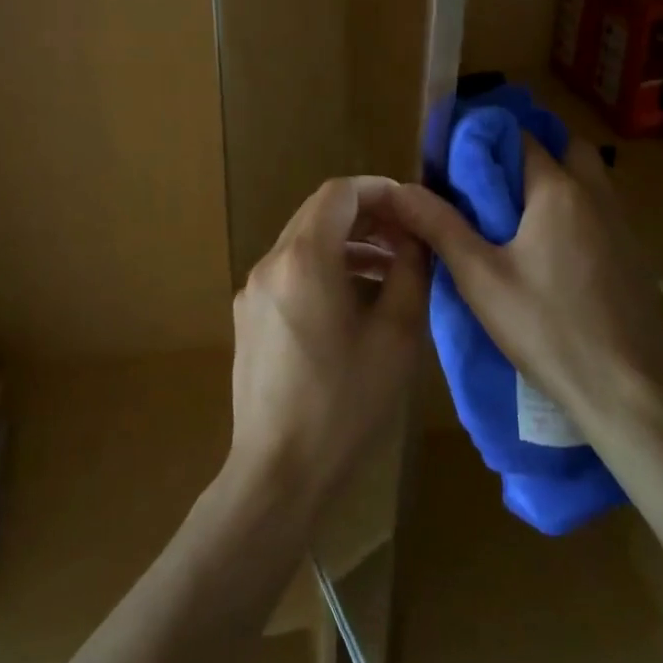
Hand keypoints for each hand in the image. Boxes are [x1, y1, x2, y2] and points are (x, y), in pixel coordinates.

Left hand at [224, 177, 428, 519]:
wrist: (278, 472)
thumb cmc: (345, 404)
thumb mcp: (396, 336)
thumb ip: (410, 273)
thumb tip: (415, 239)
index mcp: (304, 258)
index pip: (339, 193)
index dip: (379, 190)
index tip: (412, 208)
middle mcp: (270, 262)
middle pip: (318, 213)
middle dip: (365, 216)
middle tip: (406, 237)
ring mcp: (252, 290)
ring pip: (303, 242)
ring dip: (346, 244)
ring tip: (389, 270)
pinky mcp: (248, 316)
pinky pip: (289, 272)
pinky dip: (323, 268)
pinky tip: (353, 301)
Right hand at [386, 136, 662, 427]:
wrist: (629, 393)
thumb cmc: (547, 329)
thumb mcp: (481, 279)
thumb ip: (440, 227)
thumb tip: (400, 189)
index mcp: (559, 191)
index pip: (523, 139)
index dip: (488, 140)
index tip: (460, 157)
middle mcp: (597, 196)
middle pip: (568, 148)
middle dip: (534, 153)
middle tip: (497, 181)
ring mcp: (624, 227)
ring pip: (591, 180)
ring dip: (559, 181)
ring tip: (519, 216)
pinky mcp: (636, 258)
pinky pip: (603, 214)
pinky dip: (578, 213)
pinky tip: (554, 253)